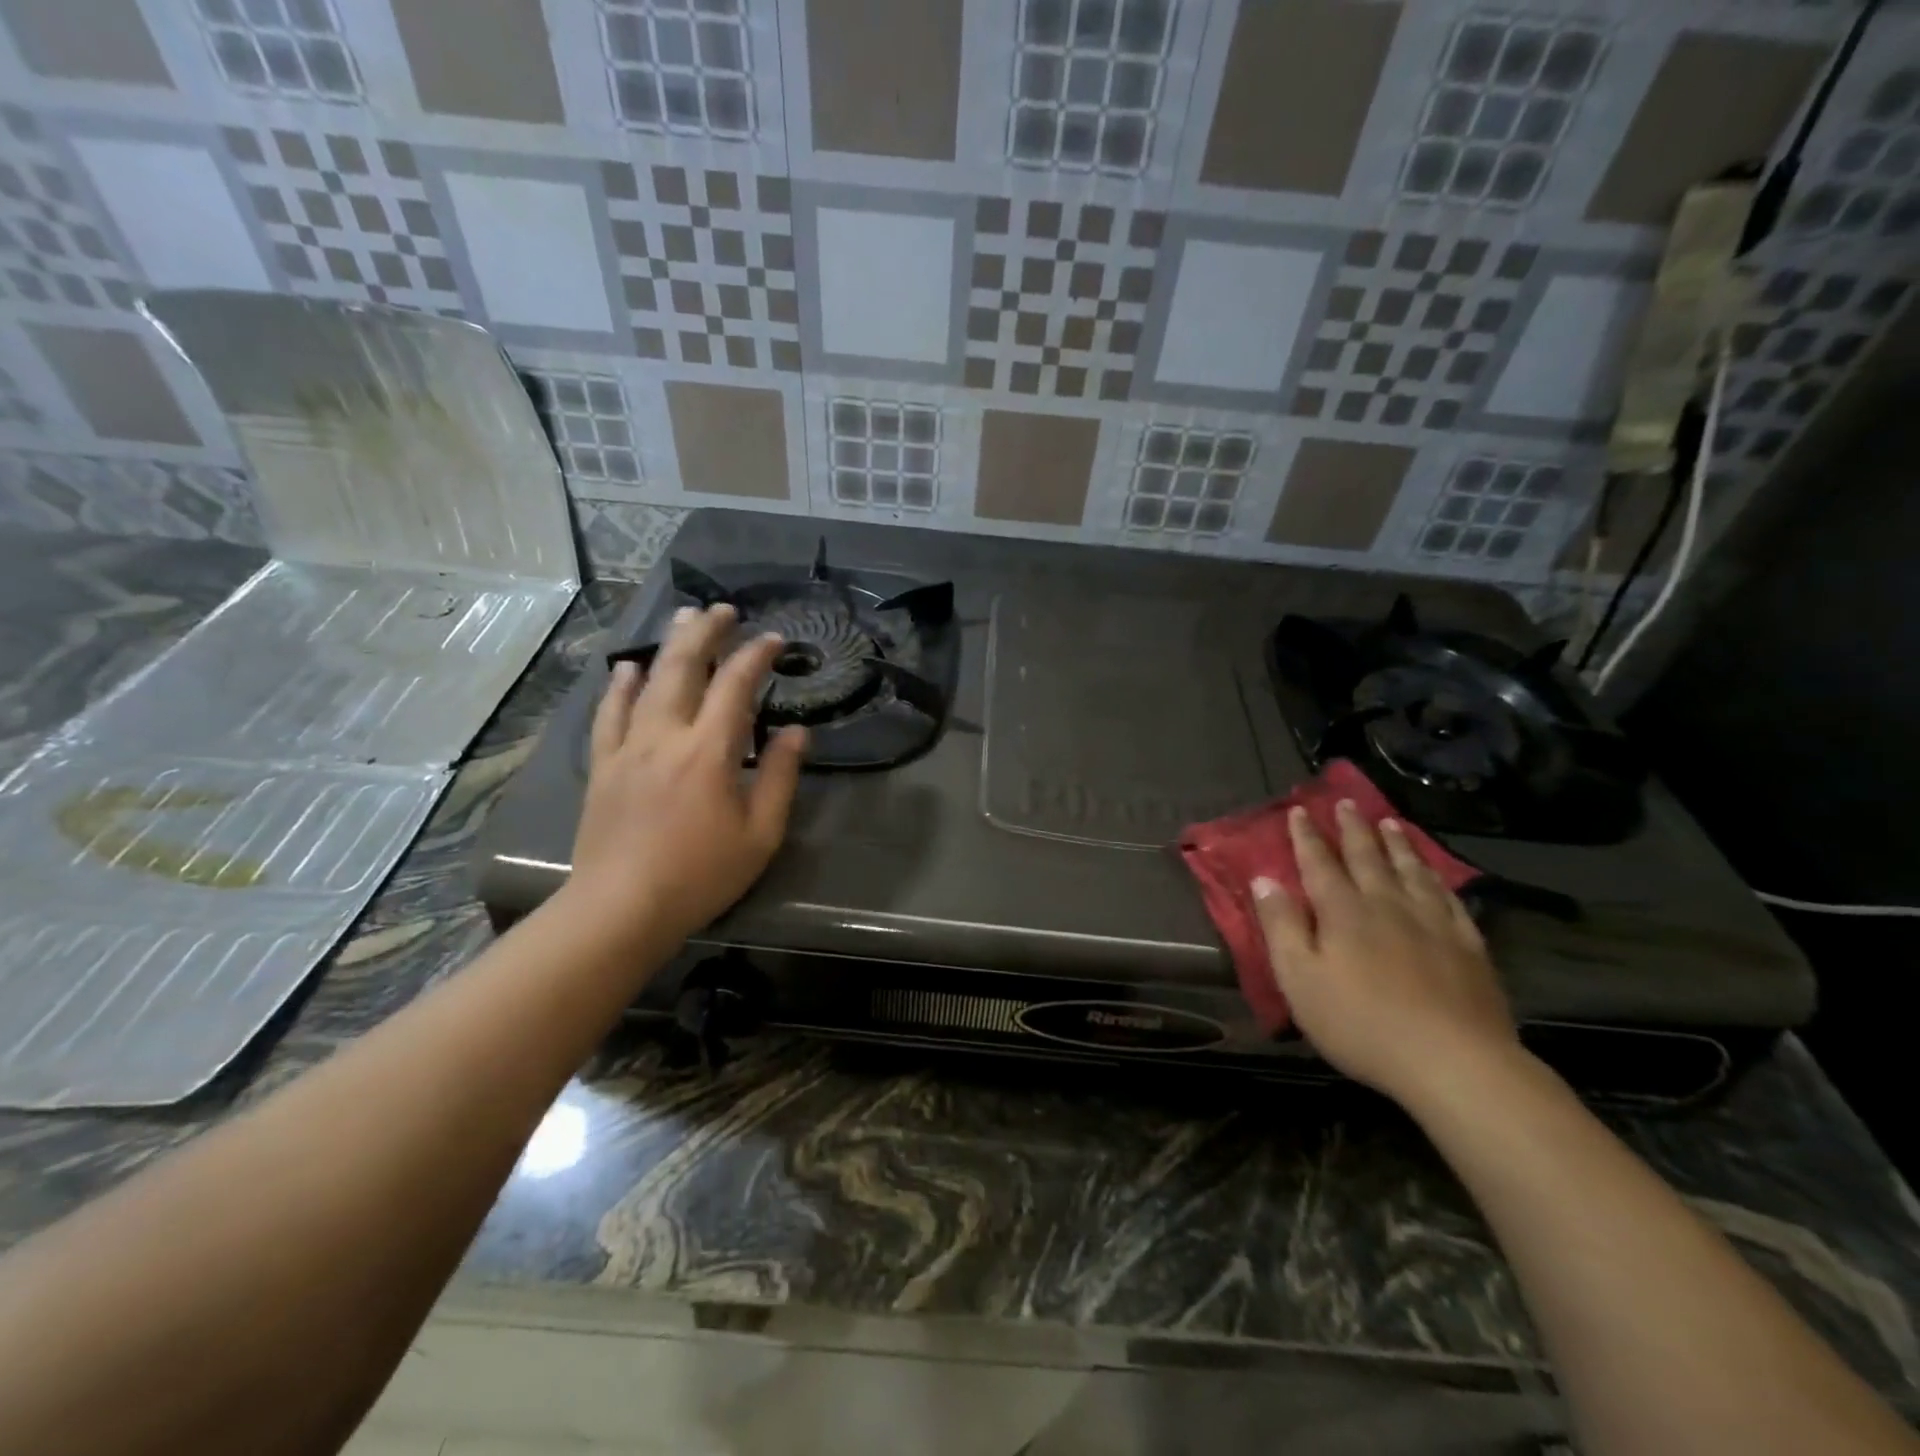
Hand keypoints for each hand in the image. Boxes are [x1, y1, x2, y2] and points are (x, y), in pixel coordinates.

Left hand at [566, 603, 805, 948]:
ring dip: (667, 646)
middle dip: (706, 631)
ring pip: (647, 681)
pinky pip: (609, 713)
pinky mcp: (603, 765)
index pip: (736, 685)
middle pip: (684, 667)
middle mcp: (666, 735)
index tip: (774, 639)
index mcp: (709, 751)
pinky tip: (626, 669)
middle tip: (723, 609)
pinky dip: (619, 686)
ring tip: (682, 619)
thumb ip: (779, 777)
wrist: (621, 908)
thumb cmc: (701, 875)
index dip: (756, 655)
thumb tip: (795, 733)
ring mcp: (628, 747)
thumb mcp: (760, 833)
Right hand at [1252, 802, 1516, 1106]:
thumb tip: (1264, 880)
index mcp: (1343, 911)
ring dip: (1396, 844)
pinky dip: (1438, 879)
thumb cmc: (1361, 1023)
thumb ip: (1281, 926)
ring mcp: (1432, 923)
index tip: (1299, 810)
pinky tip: (1436, 875)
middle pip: (1366, 857)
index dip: (1307, 836)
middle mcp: (1386, 904)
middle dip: (1352, 828)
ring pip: (1411, 871)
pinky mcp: (1468, 946)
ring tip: (1390, 823)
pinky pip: (1450, 899)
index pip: (1319, 863)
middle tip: (1347, 802)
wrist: (1454, 1062)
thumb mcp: (1300, 979)